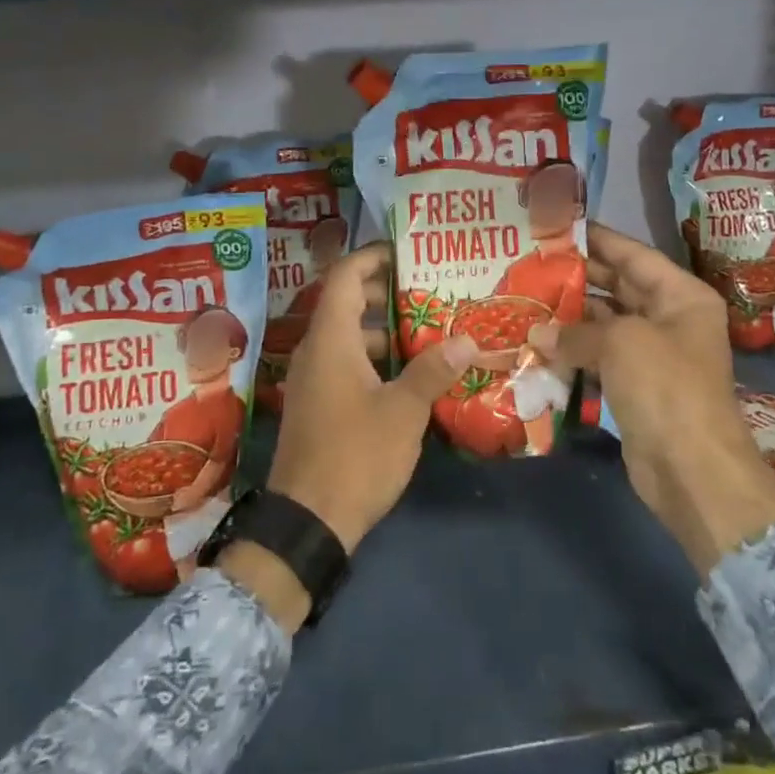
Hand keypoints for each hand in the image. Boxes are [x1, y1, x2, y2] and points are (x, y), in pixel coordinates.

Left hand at [267, 242, 477, 555]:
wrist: (306, 522)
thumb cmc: (355, 455)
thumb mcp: (403, 412)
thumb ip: (433, 371)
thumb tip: (467, 339)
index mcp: (330, 340)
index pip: (345, 276)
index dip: (373, 256)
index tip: (406, 251)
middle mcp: (315, 351)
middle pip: (346, 303)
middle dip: (384, 292)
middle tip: (427, 290)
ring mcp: (311, 379)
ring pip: (346, 337)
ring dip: (381, 329)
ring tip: (425, 329)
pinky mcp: (316, 404)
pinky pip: (343, 363)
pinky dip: (372, 357)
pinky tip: (405, 373)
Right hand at [529, 223, 774, 573]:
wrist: (691, 470)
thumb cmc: (665, 387)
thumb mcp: (620, 343)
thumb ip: (575, 331)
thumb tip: (537, 333)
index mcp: (681, 296)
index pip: (633, 254)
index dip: (596, 239)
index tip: (558, 228)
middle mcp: (670, 318)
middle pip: (618, 286)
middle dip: (577, 277)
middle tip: (532, 262)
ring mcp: (653, 354)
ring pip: (605, 323)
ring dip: (569, 316)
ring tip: (526, 299)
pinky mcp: (635, 385)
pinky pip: (599, 356)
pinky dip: (572, 350)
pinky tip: (537, 343)